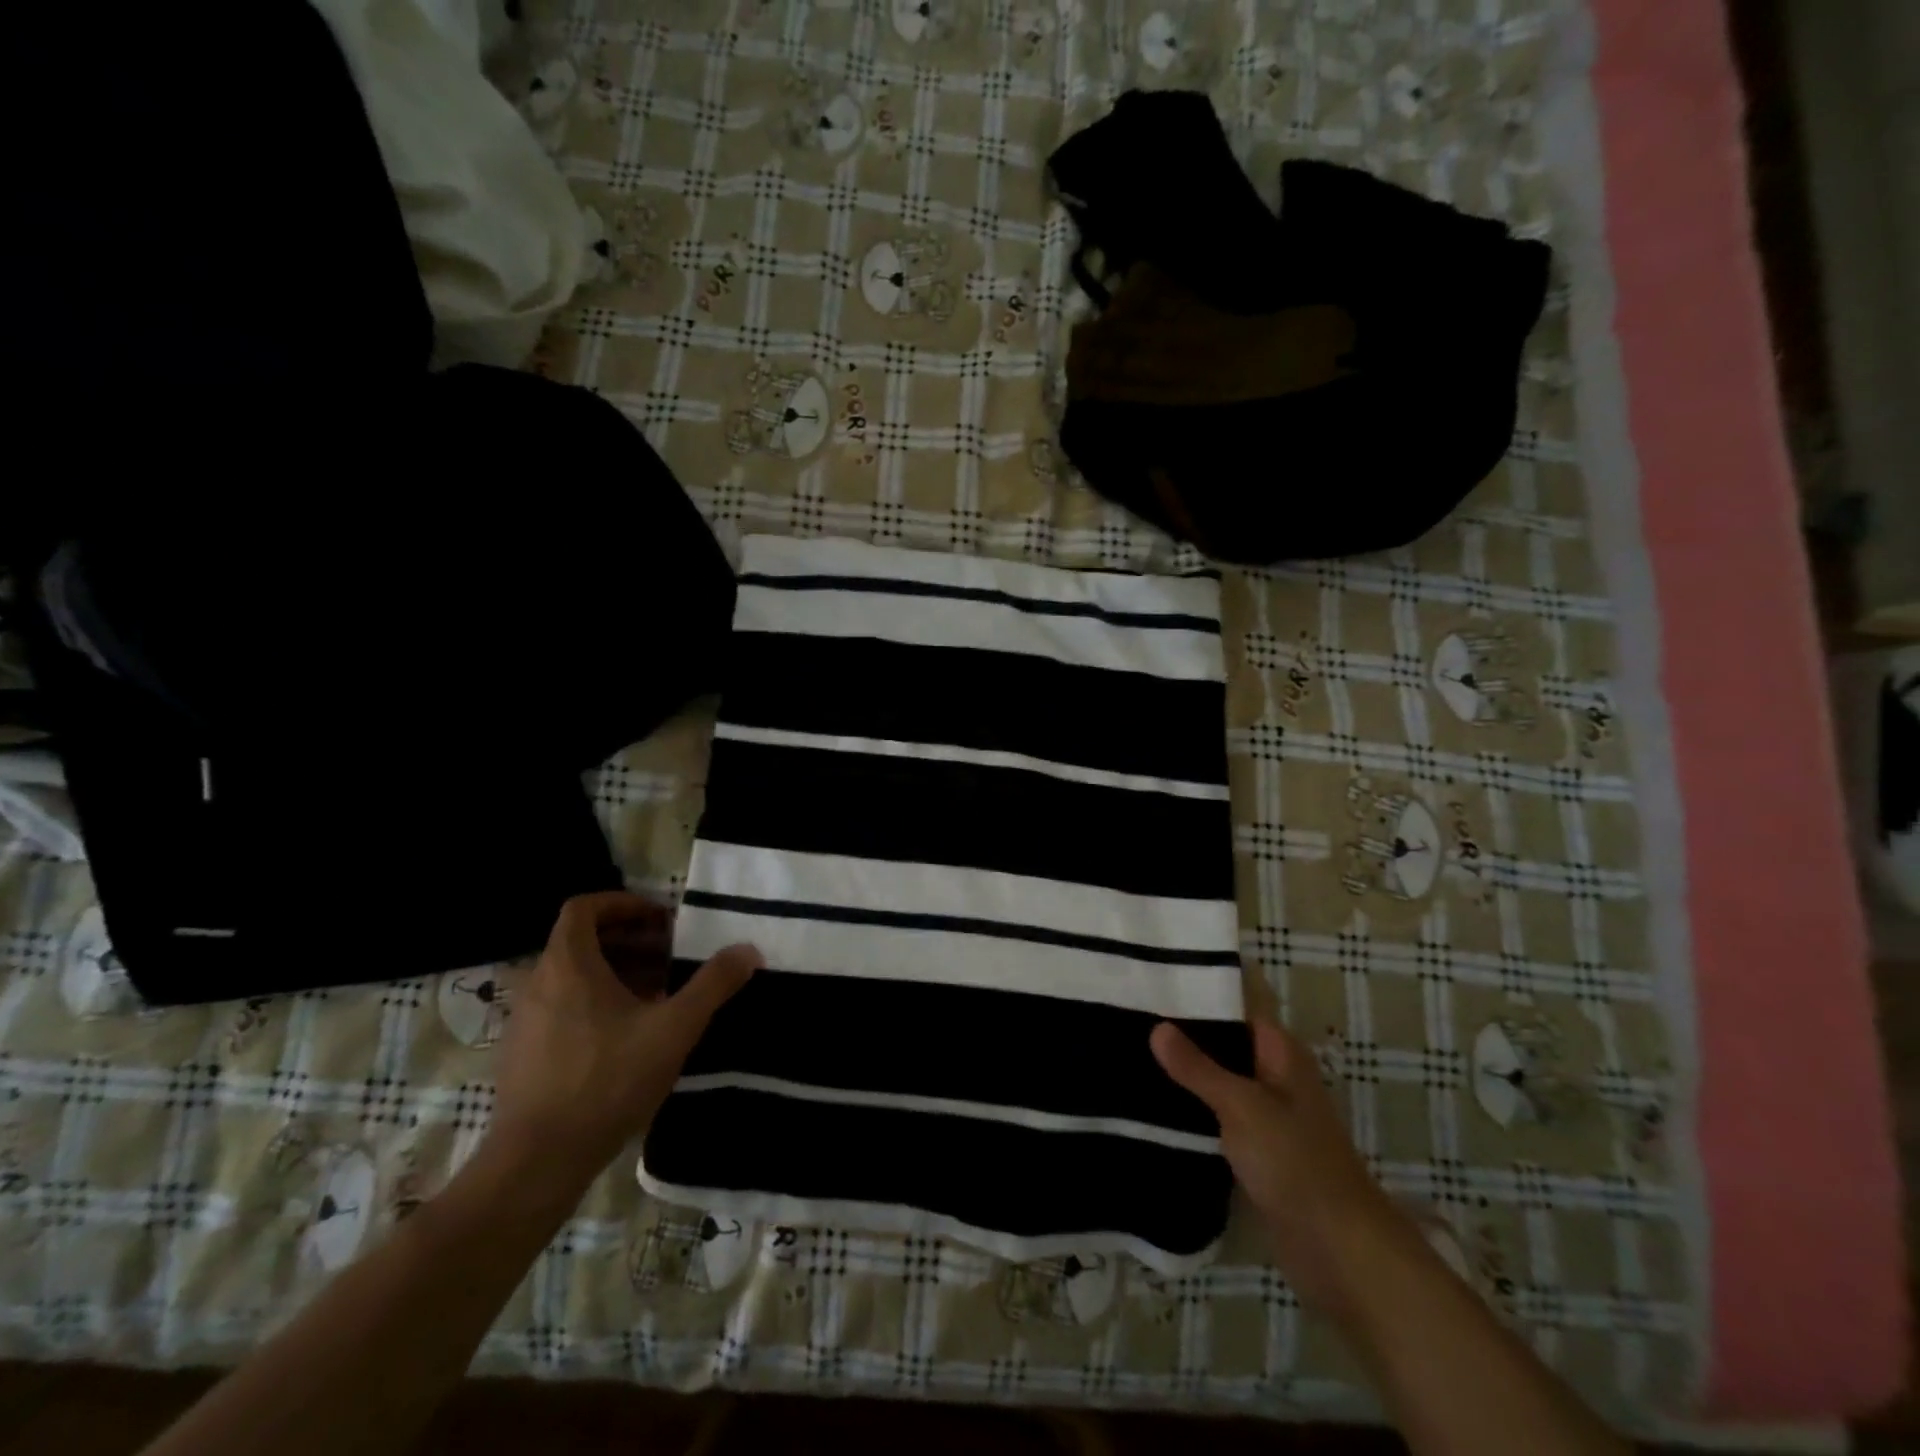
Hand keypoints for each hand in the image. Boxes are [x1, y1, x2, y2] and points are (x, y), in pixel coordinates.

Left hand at [485, 891, 760, 1186]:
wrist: (538, 1162)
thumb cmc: (607, 1081)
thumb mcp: (674, 1028)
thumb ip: (712, 984)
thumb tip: (748, 950)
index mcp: (568, 965)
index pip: (584, 908)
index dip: (624, 904)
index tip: (661, 919)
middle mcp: (538, 984)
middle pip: (582, 941)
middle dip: (630, 941)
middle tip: (670, 957)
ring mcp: (524, 1021)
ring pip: (573, 977)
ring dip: (616, 974)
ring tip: (657, 996)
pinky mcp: (522, 1055)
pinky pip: (562, 1008)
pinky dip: (595, 1004)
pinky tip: (628, 1037)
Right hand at [1152, 1017, 1406, 1312]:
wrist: (1339, 1251)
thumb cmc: (1296, 1163)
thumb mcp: (1243, 1107)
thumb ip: (1198, 1068)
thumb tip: (1157, 1027)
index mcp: (1280, 1053)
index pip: (1236, 1005)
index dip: (1200, 988)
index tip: (1153, 975)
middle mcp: (1273, 1076)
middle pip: (1223, 1041)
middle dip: (1182, 1031)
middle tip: (1127, 1011)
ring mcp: (1264, 1114)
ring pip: (1216, 1079)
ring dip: (1183, 1071)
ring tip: (1128, 1049)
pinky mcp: (1253, 1150)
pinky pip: (1214, 1115)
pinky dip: (1189, 1108)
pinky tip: (1150, 1101)